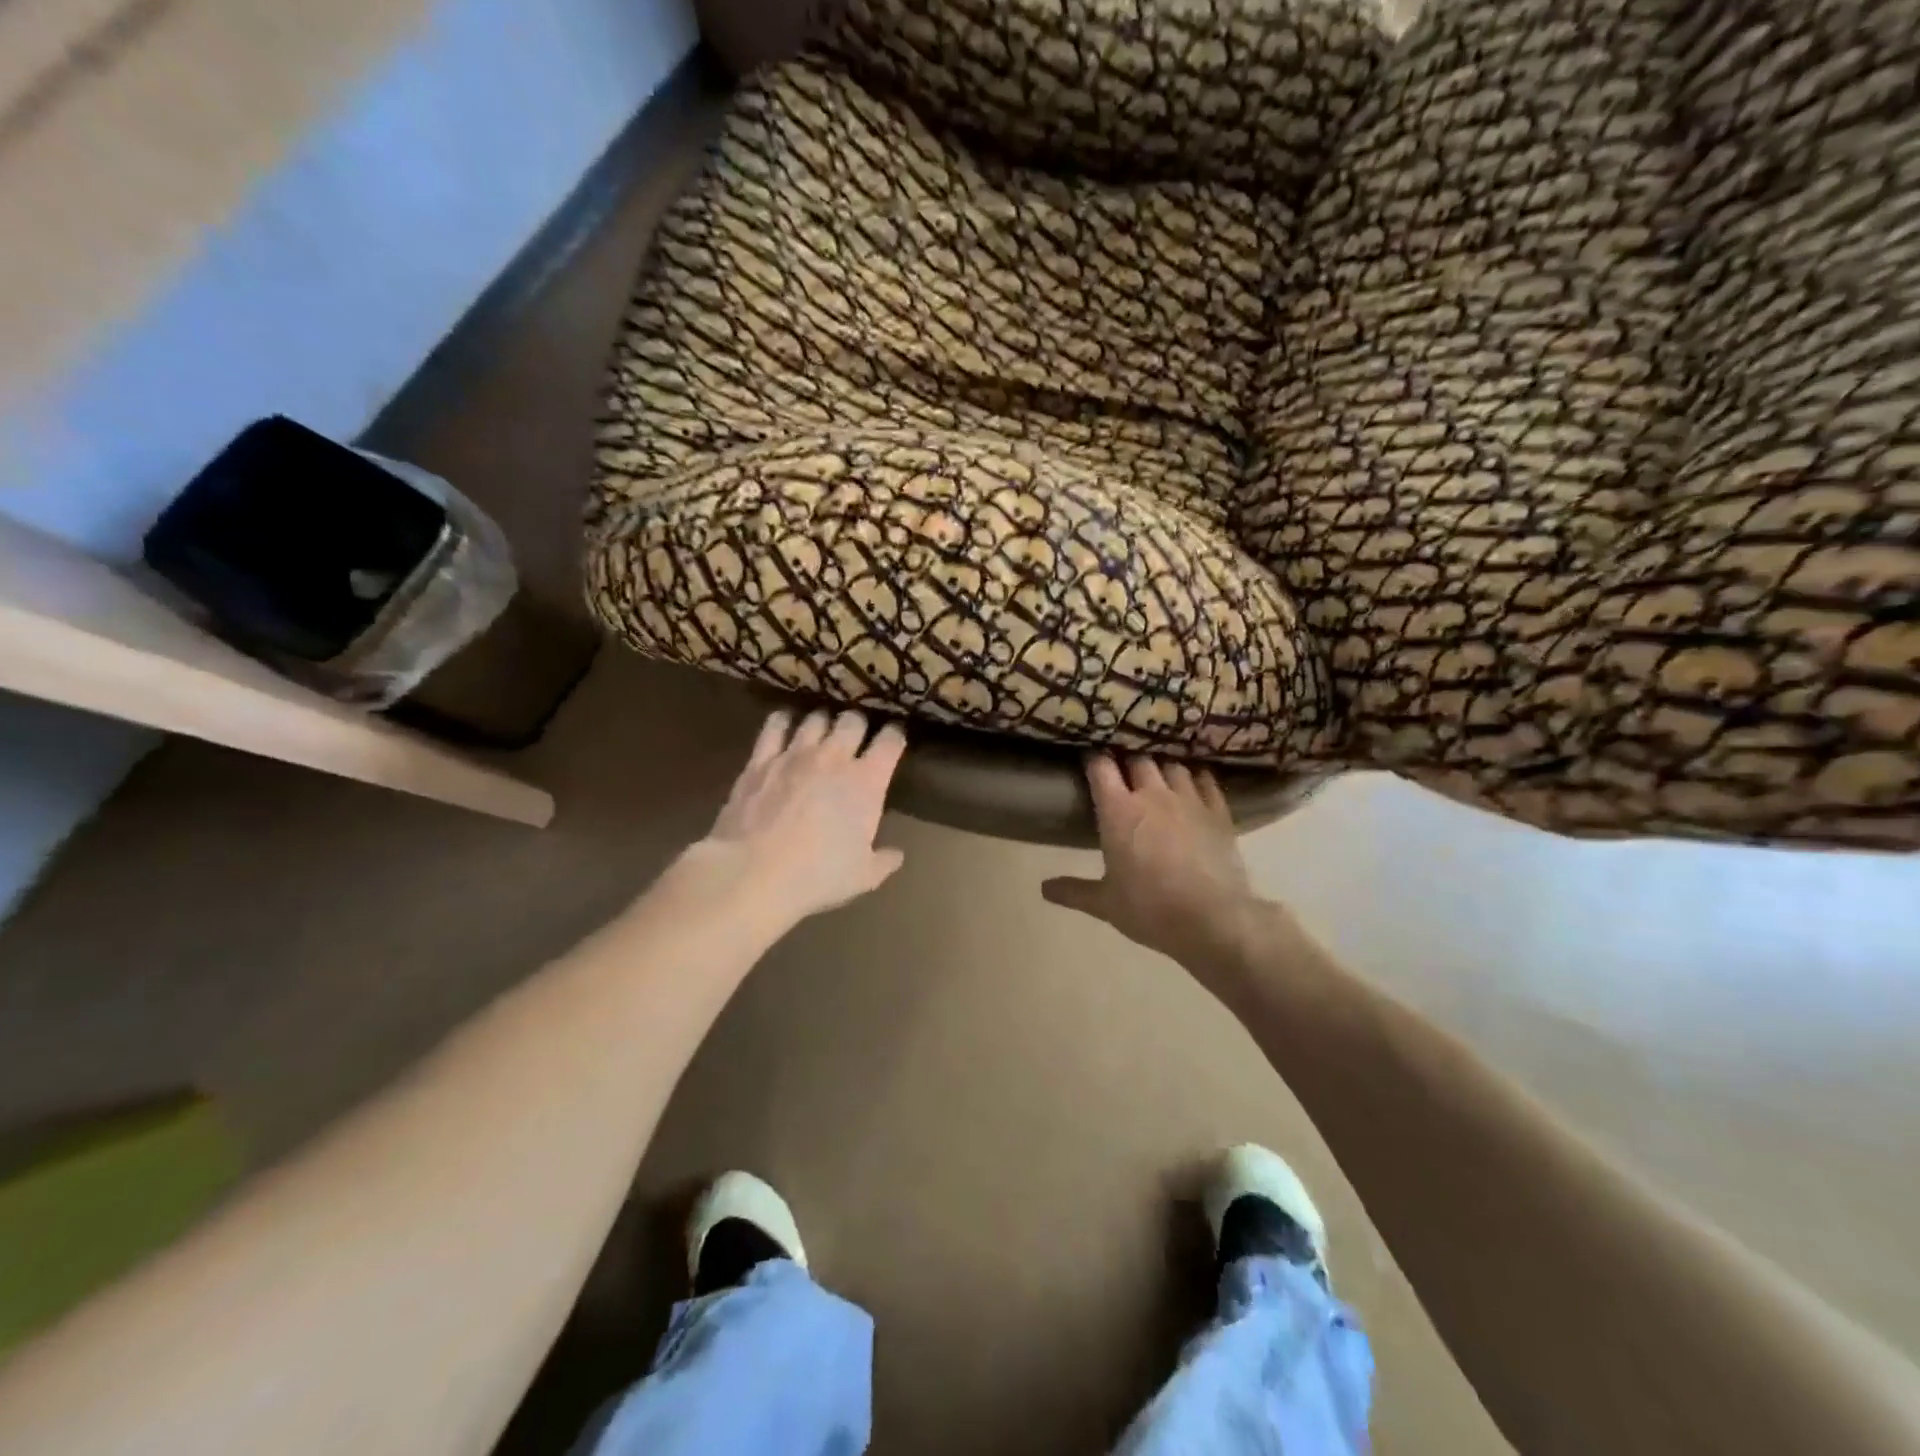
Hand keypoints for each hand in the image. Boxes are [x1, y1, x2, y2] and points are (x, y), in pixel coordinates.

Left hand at [689, 707, 906, 925]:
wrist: (753, 872)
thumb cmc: (817, 875)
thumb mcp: (863, 877)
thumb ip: (884, 861)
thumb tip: (897, 855)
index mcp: (867, 781)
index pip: (891, 741)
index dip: (895, 734)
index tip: (895, 737)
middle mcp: (834, 757)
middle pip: (853, 720)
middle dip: (859, 723)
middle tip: (857, 734)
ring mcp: (795, 753)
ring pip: (816, 718)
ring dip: (823, 720)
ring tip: (823, 728)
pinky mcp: (761, 759)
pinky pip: (775, 726)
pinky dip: (783, 721)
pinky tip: (784, 724)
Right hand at [1042, 755, 1260, 970]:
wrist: (1211, 919)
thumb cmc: (1149, 908)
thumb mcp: (1105, 904)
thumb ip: (1073, 891)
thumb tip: (1044, 888)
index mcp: (1118, 811)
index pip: (1101, 767)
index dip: (1094, 760)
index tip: (1090, 760)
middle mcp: (1152, 794)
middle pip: (1138, 759)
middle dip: (1128, 760)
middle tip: (1123, 770)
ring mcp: (1188, 799)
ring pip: (1173, 765)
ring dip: (1163, 766)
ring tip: (1159, 774)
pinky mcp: (1218, 811)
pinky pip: (1206, 781)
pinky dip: (1197, 778)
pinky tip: (1195, 782)